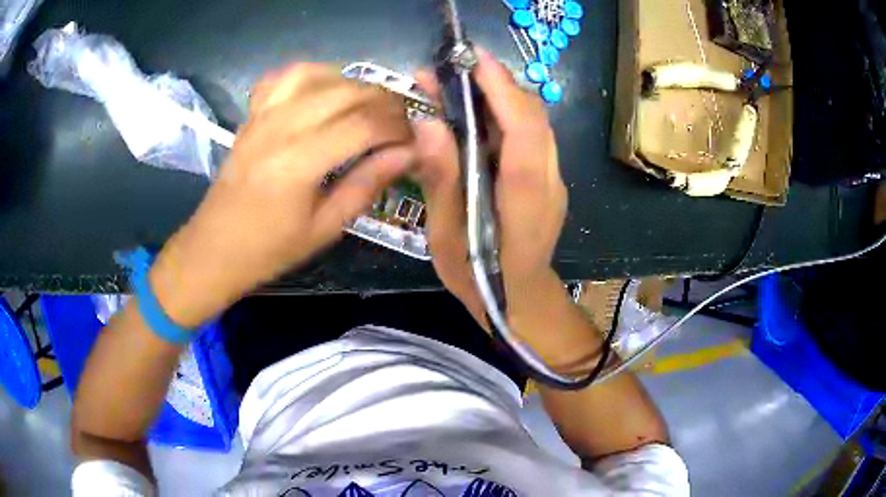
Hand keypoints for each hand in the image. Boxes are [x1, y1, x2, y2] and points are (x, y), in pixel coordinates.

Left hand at [150, 63, 414, 326]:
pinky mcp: (252, 113)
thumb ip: (367, 184)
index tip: (414, 140)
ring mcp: (263, 114)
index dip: (398, 127)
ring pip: (320, 74)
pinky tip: (325, 91)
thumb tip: (409, 154)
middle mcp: (281, 126)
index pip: (364, 124)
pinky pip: (286, 76)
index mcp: (299, 162)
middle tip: (399, 125)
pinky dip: (314, 75)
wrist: (215, 247)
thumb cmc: (270, 248)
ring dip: (353, 84)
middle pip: (347, 91)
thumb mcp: (326, 227)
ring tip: (367, 106)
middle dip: (385, 102)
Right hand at [413, 48, 567, 324]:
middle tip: (451, 70)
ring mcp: (553, 179)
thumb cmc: (481, 280)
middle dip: (495, 84)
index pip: (524, 131)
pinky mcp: (547, 179)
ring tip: (457, 86)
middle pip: (532, 117)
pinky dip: (504, 114)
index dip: (501, 90)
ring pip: (533, 122)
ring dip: (499, 96)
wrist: (521, 302)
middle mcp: (549, 182)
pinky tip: (474, 115)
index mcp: (525, 201)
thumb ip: (441, 180)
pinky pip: (530, 135)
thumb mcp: (448, 238)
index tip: (472, 59)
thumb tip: (426, 123)